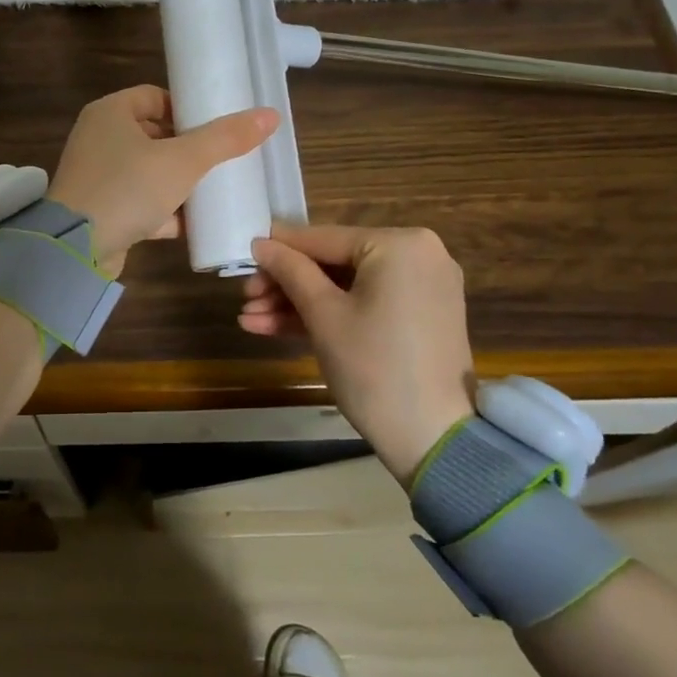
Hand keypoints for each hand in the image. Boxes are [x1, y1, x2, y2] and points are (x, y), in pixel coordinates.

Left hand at [48, 85, 276, 276]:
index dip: (187, 109)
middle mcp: (99, 139)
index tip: (216, 127)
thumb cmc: (128, 188)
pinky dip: (164, 211)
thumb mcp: (183, 160)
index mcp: (111, 113)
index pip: (155, 97)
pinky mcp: (100, 210)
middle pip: (154, 135)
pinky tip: (194, 223)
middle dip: (188, 149)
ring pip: (148, 171)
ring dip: (178, 182)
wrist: (77, 249)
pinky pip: (139, 203)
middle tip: (222, 159)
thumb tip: (270, 115)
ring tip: (215, 190)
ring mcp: (98, 176)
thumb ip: (225, 139)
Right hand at [243, 224, 475, 481]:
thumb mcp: (323, 315)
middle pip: (333, 264)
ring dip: (298, 304)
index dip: (279, 249)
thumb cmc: (373, 366)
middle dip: (285, 285)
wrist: (433, 438)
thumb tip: (261, 242)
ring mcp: (420, 289)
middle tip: (245, 299)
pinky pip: (365, 305)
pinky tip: (277, 328)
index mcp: (400, 244)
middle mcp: (418, 256)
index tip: (243, 254)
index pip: (324, 239)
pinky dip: (328, 316)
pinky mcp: (418, 318)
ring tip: (250, 320)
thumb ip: (290, 271)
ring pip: (345, 288)